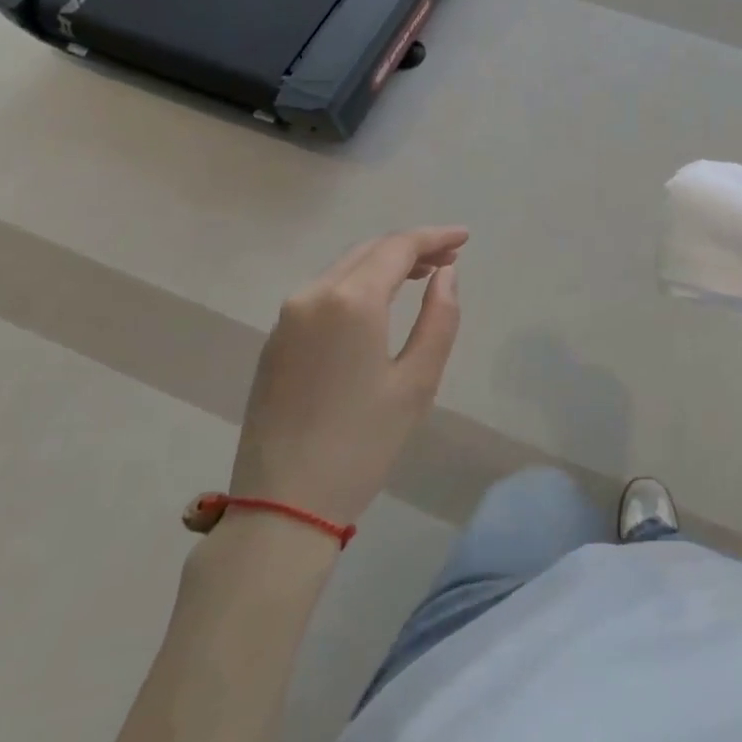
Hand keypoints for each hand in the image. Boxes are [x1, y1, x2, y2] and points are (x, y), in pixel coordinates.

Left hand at [229, 228, 466, 526]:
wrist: (283, 504)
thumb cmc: (362, 443)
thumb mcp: (417, 381)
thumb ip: (439, 318)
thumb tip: (445, 275)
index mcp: (349, 301)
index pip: (398, 247)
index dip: (435, 237)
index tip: (465, 238)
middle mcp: (312, 295)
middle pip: (368, 251)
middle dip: (411, 247)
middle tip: (450, 257)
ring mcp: (287, 317)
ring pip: (344, 269)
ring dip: (384, 264)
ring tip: (422, 276)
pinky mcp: (276, 341)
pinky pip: (324, 293)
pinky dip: (358, 284)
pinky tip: (379, 304)